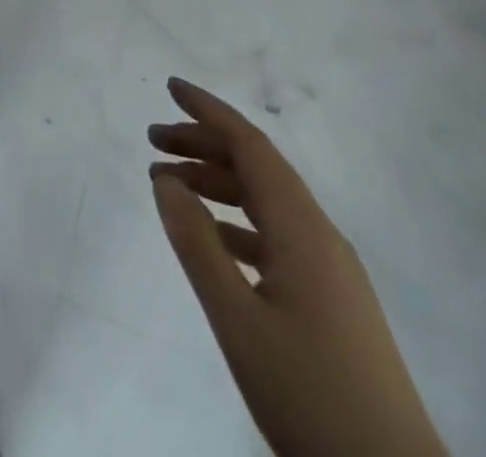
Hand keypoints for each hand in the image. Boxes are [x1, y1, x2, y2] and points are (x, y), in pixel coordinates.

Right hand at [149, 78, 445, 456]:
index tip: (169, 87)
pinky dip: (237, 222)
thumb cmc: (311, 397)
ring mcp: (330, 268)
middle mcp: (320, 235)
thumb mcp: (238, 321)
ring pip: (266, 202)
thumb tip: (165, 179)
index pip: (251, 145)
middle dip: (204, 143)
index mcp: (303, 229)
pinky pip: (276, 236)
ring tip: (170, 183)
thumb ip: (197, 244)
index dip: (209, 110)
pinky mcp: (332, 300)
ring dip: (218, 182)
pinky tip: (212, 238)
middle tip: (152, 139)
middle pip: (257, 167)